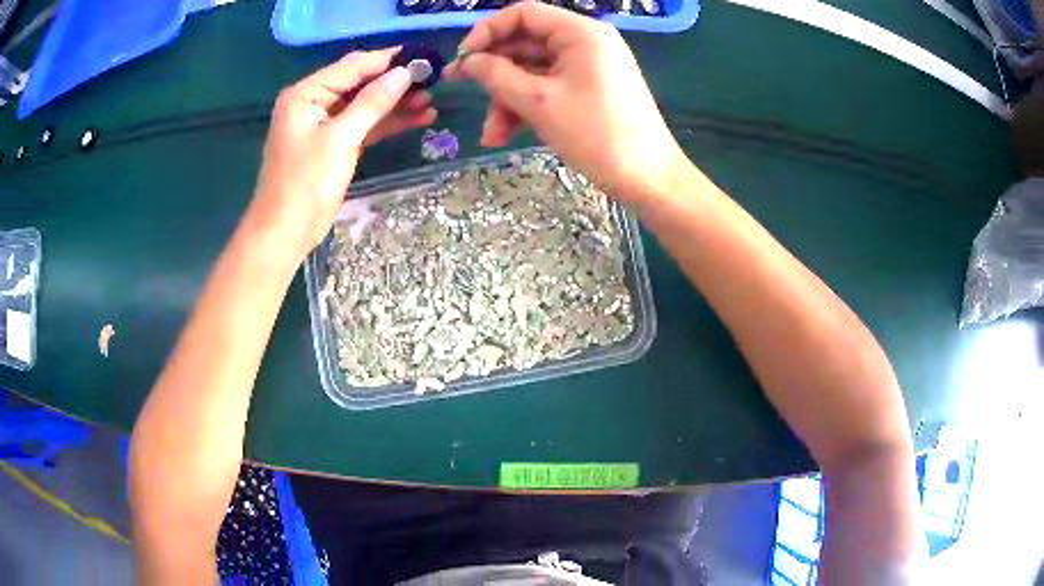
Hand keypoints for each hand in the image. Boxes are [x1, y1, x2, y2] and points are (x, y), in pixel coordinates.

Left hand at [249, 48, 436, 257]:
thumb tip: (404, 72)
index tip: (422, 56)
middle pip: (360, 83)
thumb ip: (372, 102)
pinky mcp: (334, 144)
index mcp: (306, 93)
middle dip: (394, 82)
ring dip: (395, 103)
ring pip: (365, 105)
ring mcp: (324, 124)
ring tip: (431, 101)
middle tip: (432, 79)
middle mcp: (314, 102)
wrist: (286, 231)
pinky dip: (387, 123)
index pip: (352, 66)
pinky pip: (364, 125)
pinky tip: (417, 119)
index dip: (387, 60)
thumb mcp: (340, 138)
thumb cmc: (306, 183)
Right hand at [445, 2, 683, 200]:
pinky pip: (549, 88)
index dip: (487, 31)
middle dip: (493, 72)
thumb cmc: (597, 134)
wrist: (649, 178)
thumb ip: (496, 75)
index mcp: (580, 32)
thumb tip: (468, 61)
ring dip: (506, 98)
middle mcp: (585, 42)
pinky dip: (527, 107)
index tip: (463, 58)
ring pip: (533, 71)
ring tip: (490, 134)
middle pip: (525, 44)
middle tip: (459, 88)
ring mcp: (588, 67)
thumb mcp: (538, 102)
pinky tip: (506, 135)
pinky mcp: (590, 90)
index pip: (523, 14)